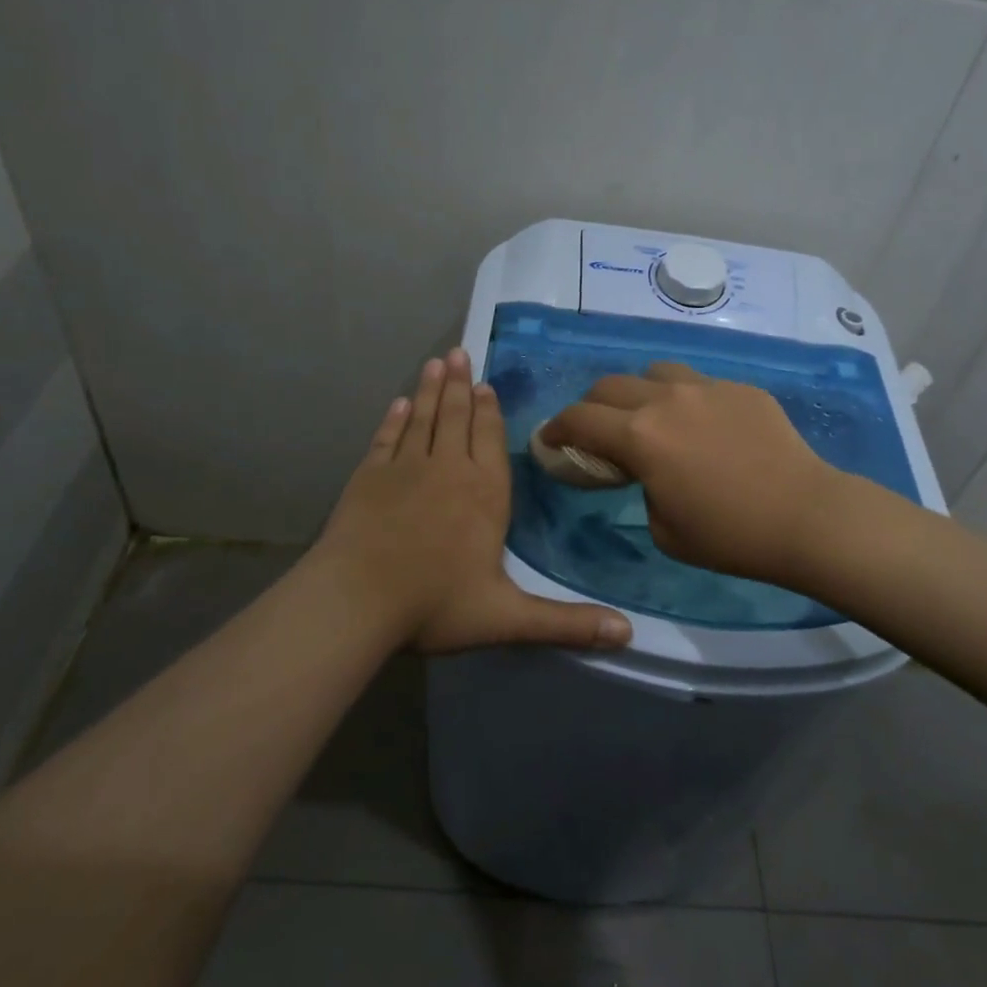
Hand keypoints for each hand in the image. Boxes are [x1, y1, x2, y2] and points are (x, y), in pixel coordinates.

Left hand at [315, 348, 632, 652]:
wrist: (356, 600)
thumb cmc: (435, 604)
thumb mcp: (508, 618)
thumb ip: (567, 623)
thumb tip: (629, 634)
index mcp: (484, 494)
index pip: (490, 441)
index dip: (490, 412)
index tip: (486, 384)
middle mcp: (448, 469)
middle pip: (456, 418)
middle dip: (460, 386)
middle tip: (459, 353)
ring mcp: (404, 469)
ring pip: (422, 418)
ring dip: (429, 390)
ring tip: (435, 362)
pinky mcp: (368, 476)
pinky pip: (386, 438)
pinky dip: (393, 420)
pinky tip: (397, 404)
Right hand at [542, 362, 847, 585]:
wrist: (806, 516)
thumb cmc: (729, 535)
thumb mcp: (663, 528)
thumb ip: (642, 488)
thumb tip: (649, 470)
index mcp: (640, 436)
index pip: (579, 419)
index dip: (556, 429)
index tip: (549, 439)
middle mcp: (667, 400)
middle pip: (609, 385)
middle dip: (592, 407)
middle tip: (597, 432)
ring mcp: (707, 387)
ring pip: (655, 372)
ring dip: (640, 393)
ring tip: (652, 418)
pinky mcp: (741, 389)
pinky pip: (699, 384)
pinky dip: (686, 400)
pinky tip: (706, 427)